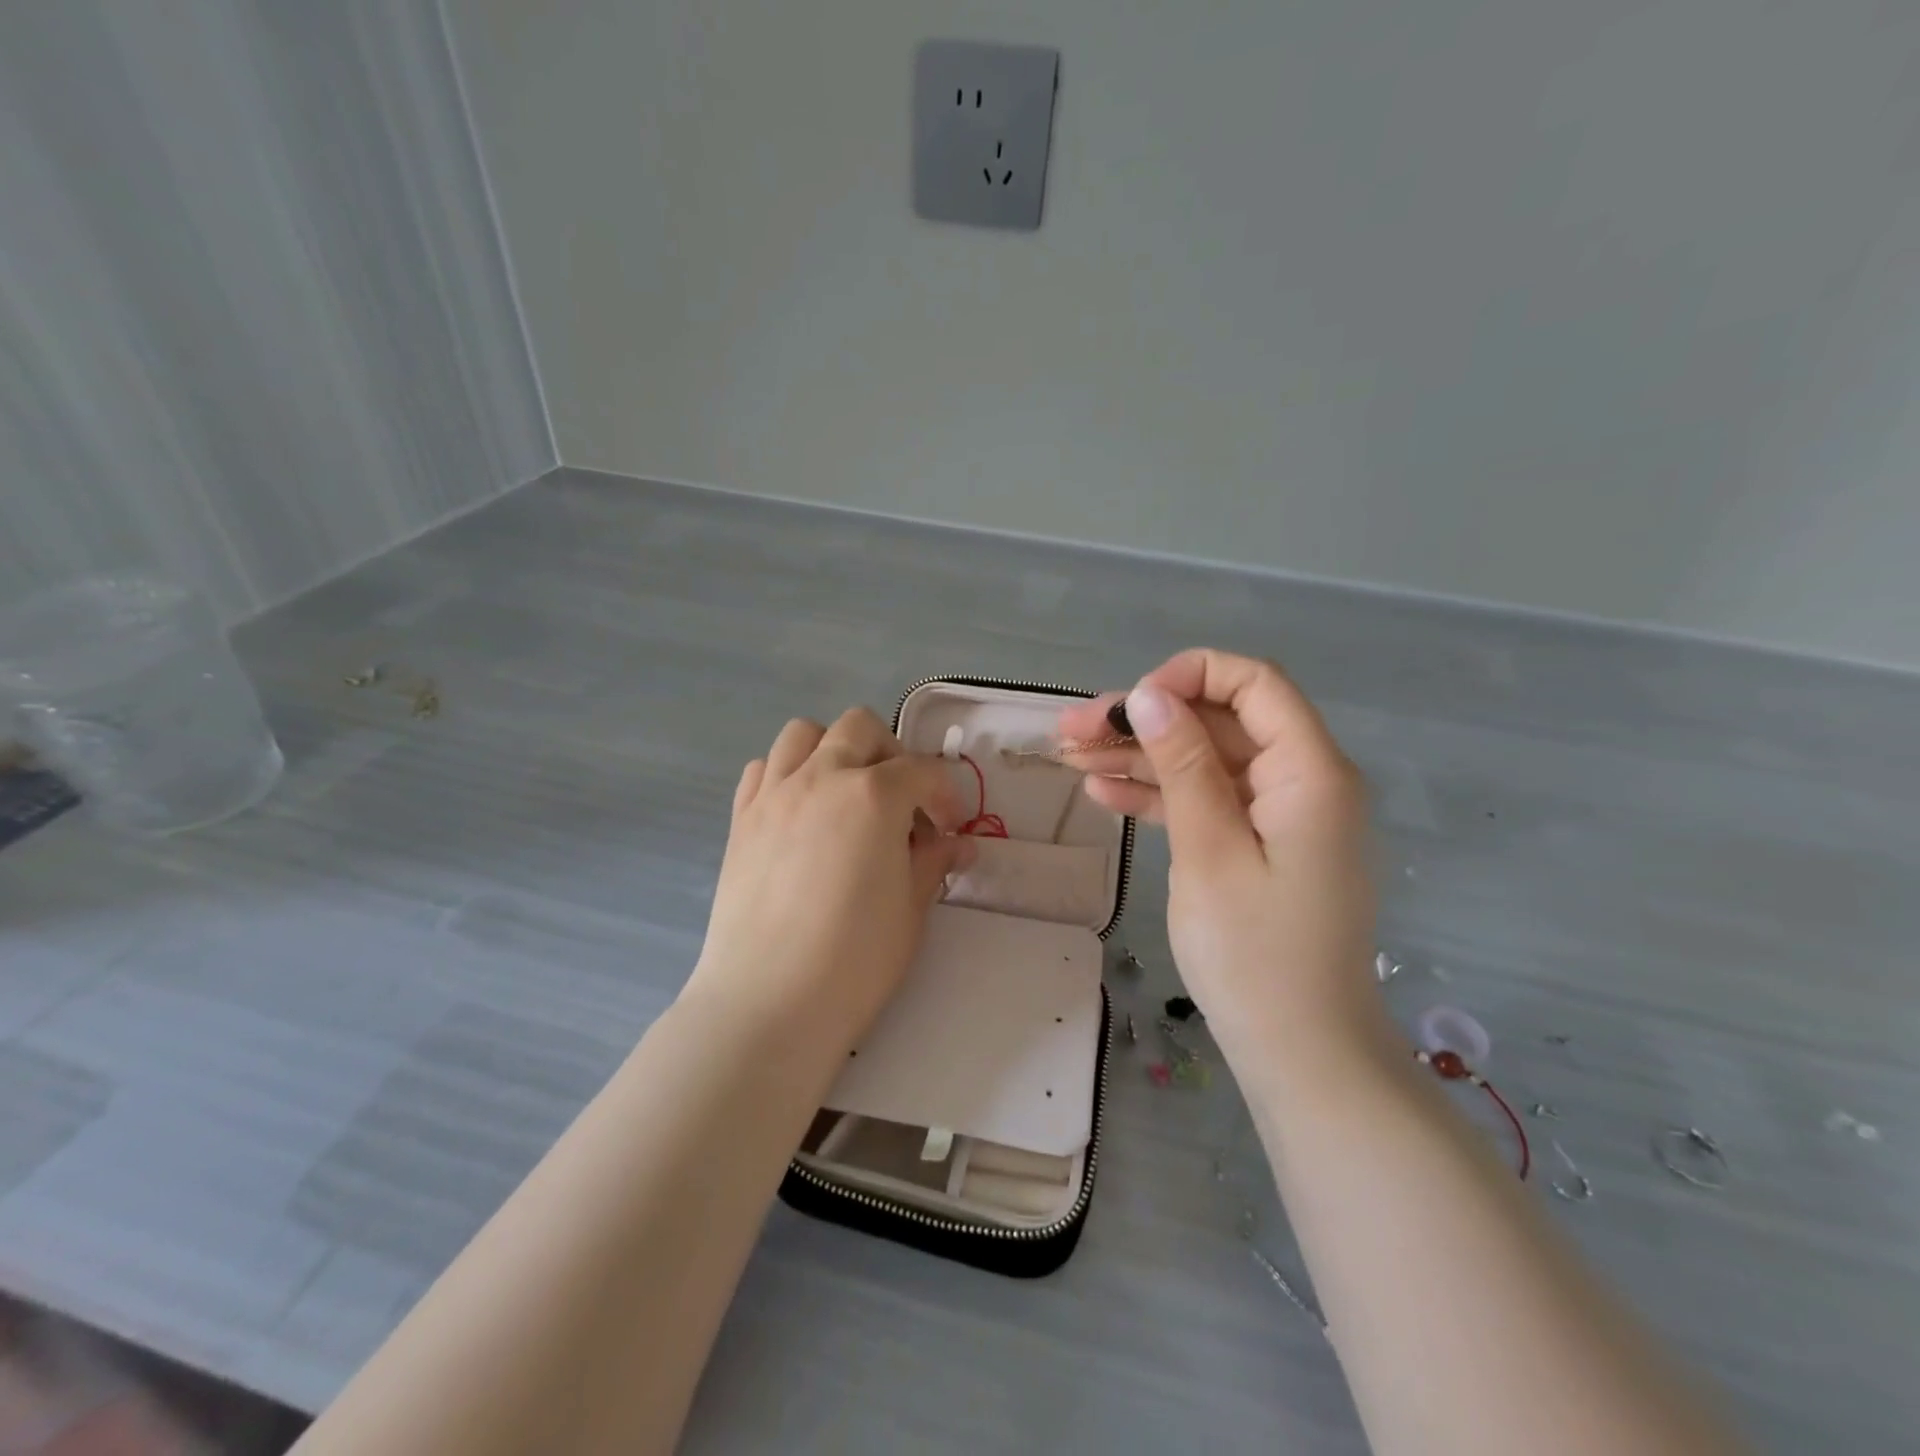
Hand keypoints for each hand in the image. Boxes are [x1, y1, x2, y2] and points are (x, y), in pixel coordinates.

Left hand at [684, 708, 974, 1053]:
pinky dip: (788, 773)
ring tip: (847, 795)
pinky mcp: (741, 818)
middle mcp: (821, 777)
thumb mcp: (911, 908)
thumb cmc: (855, 959)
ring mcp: (774, 794)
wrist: (768, 1003)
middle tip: (901, 803)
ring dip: (834, 750)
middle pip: (860, 728)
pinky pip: (765, 768)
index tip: (949, 829)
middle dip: (891, 755)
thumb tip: (956, 843)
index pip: (921, 771)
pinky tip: (801, 813)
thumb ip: (933, 861)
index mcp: (873, 795)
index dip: (944, 795)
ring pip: (804, 733)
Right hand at [1057, 650, 1385, 1066]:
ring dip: (1139, 757)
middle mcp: (1300, 781)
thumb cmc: (1255, 955)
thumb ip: (1183, 766)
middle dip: (1144, 721)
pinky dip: (1158, 796)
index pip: (1254, 684)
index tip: (1128, 704)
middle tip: (1070, 732)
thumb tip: (1149, 695)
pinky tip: (1103, 793)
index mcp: (1309, 772)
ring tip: (1068, 759)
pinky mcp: (1256, 846)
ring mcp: (1277, 815)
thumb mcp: (1209, 851)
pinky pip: (1205, 802)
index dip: (1188, 677)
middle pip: (1217, 723)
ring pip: (1203, 762)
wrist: (1299, 1054)